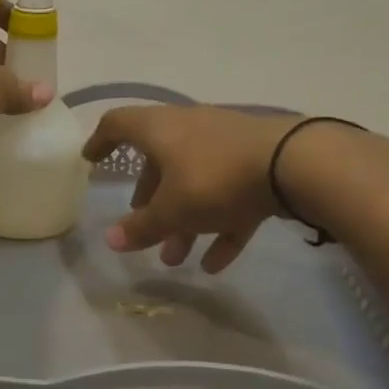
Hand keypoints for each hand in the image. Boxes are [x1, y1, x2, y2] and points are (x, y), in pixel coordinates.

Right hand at [82, 106, 298, 271]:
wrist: (297, 165)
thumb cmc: (216, 178)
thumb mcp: (172, 209)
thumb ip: (141, 227)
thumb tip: (110, 241)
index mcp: (161, 130)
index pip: (119, 125)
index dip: (101, 142)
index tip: (91, 161)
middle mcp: (191, 130)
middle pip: (159, 162)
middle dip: (149, 200)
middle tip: (142, 227)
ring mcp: (227, 146)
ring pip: (195, 183)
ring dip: (182, 222)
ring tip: (174, 259)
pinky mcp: (257, 165)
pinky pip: (229, 198)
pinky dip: (218, 226)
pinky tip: (214, 264)